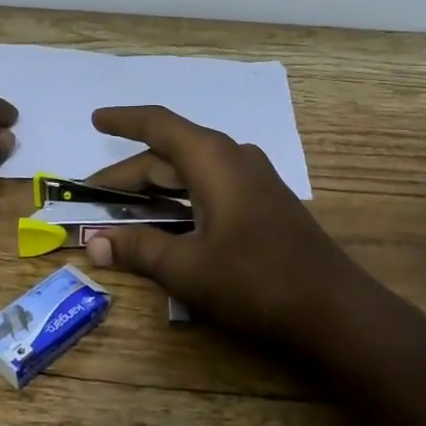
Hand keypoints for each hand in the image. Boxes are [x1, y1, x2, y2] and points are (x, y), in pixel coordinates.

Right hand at [81, 105, 370, 349]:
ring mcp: (252, 177)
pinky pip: (211, 185)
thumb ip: (139, 249)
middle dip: (130, 173)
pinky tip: (168, 219)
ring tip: (122, 207)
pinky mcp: (263, 200)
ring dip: (155, 187)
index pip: (157, 125)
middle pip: (170, 153)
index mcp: (212, 158)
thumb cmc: (254, 279)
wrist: (332, 306)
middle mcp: (232, 156)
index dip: (123, 120)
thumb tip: (94, 244)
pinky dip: (181, 197)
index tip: (95, 119)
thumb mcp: (188, 267)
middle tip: (92, 194)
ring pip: (191, 171)